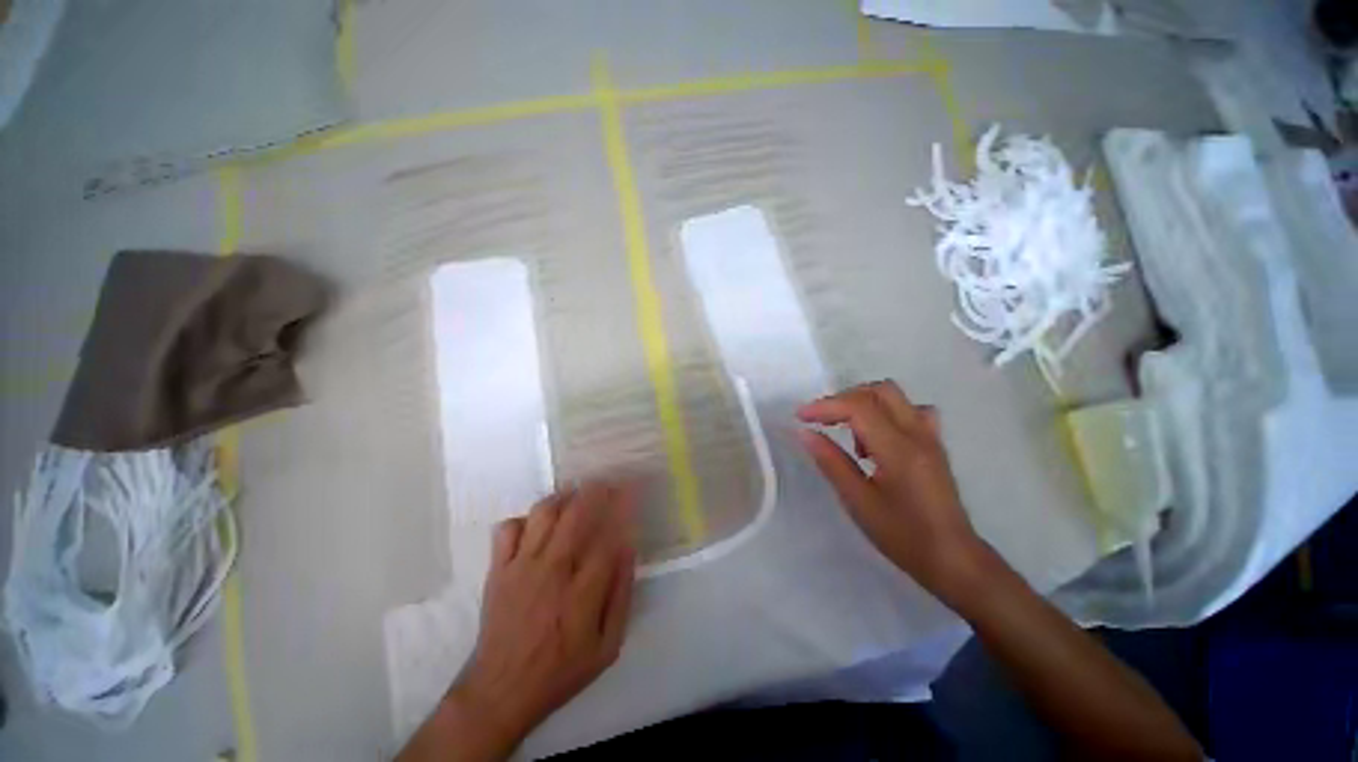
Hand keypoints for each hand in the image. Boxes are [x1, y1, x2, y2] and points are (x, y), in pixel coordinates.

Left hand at [429, 484, 636, 758]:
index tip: (630, 492)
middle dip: (595, 491)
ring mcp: (522, 566)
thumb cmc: (560, 670)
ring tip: (574, 494)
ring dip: (562, 497)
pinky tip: (536, 524)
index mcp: (582, 592)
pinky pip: (508, 528)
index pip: (609, 536)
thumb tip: (629, 550)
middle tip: (604, 482)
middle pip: (576, 514)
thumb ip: (621, 595)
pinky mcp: (499, 569)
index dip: (622, 509)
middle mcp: (553, 570)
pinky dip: (524, 519)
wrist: (501, 691)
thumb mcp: (607, 647)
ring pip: (543, 513)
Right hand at [797, 381, 987, 602]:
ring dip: (865, 403)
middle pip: (880, 390)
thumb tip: (804, 434)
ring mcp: (930, 437)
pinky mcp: (934, 444)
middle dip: (845, 398)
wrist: (953, 559)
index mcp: (899, 450)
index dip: (825, 406)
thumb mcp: (858, 502)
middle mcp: (918, 434)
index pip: (859, 407)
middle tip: (822, 419)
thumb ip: (831, 462)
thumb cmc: (903, 536)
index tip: (800, 417)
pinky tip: (877, 437)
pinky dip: (885, 413)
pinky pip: (910, 411)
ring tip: (849, 433)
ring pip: (896, 397)